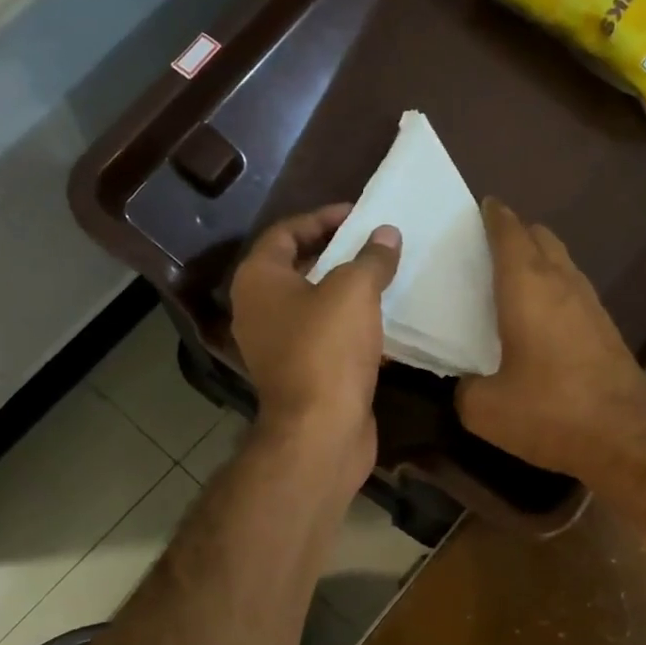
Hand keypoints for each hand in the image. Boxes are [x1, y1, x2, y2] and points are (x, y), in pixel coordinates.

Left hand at [230, 206, 399, 496]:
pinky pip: (326, 336)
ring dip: (347, 291)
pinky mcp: (301, 373)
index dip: (322, 218)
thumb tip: (386, 235)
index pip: (285, 232)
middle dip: (337, 253)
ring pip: (314, 304)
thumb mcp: (354, 290)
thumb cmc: (328, 348)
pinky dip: (351, 325)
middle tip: (375, 244)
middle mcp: (259, 309)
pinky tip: (385, 323)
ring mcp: (278, 345)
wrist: (321, 429)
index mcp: (258, 280)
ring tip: (384, 277)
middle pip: (298, 267)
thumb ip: (371, 258)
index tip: (359, 215)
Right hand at [457, 199, 645, 483]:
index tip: (481, 207)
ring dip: (538, 259)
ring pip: (562, 262)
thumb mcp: (485, 409)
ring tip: (511, 278)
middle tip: (488, 246)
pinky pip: (574, 290)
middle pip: (541, 238)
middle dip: (516, 232)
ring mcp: (591, 305)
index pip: (510, 233)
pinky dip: (554, 287)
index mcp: (528, 288)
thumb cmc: (550, 414)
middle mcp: (563, 284)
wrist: (626, 438)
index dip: (494, 216)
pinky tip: (540, 316)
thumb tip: (469, 382)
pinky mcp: (607, 328)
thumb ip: (465, 388)